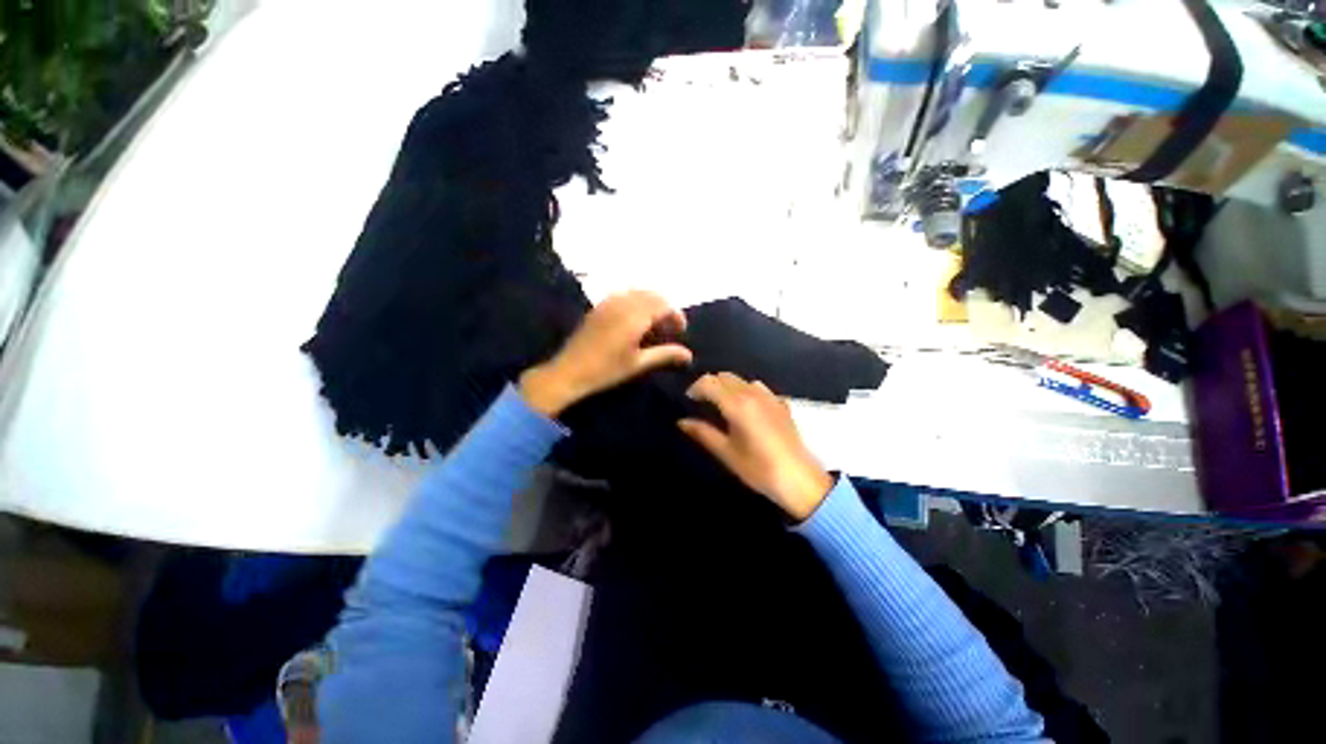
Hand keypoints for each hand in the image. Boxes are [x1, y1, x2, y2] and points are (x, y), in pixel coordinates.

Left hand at [519, 291, 692, 416]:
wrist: (570, 371)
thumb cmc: (606, 370)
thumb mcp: (638, 364)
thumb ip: (665, 354)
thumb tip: (688, 355)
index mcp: (635, 317)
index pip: (664, 305)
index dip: (676, 315)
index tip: (681, 331)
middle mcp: (623, 303)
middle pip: (653, 295)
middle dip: (665, 308)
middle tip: (669, 329)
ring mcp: (609, 302)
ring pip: (638, 292)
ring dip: (651, 304)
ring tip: (654, 325)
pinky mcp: (599, 306)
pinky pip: (624, 295)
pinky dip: (636, 302)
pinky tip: (635, 320)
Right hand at [678, 373, 832, 521]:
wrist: (800, 479)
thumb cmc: (758, 468)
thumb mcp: (726, 452)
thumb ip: (703, 433)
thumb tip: (682, 421)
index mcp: (737, 404)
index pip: (709, 382)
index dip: (695, 388)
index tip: (689, 401)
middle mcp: (753, 393)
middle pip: (725, 376)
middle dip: (711, 385)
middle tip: (703, 403)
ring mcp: (770, 397)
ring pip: (742, 380)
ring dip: (728, 386)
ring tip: (723, 405)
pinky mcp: (781, 403)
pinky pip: (758, 388)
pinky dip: (746, 391)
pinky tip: (747, 409)